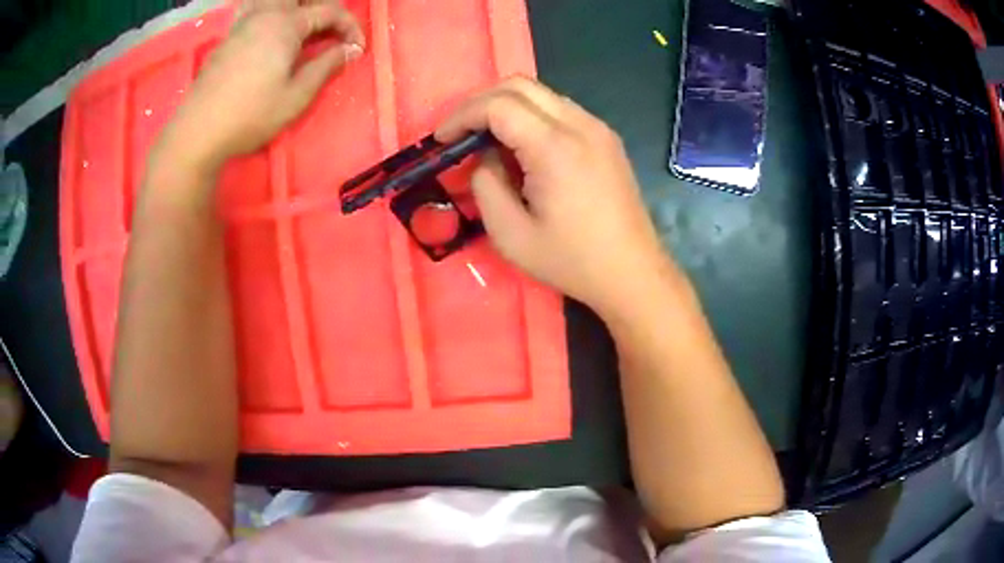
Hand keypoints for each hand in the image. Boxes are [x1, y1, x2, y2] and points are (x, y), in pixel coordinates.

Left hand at [155, 0, 364, 171]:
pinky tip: (271, 28)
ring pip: (276, 0)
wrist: (198, 132)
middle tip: (333, 33)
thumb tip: (351, 49)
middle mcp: (265, 14)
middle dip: (325, 10)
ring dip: (297, 8)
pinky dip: (272, 12)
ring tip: (304, 29)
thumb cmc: (250, 116)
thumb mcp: (296, 96)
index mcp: (286, 24)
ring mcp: (243, 23)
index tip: (358, 49)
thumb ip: (326, 66)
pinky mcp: (229, 36)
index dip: (350, 27)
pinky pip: (256, 9)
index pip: (330, 11)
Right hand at [436, 77, 674, 315]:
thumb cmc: (572, 260)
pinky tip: (523, 146)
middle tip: (460, 132)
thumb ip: (485, 185)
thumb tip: (484, 157)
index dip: (462, 115)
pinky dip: (532, 115)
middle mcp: (580, 124)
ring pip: (542, 93)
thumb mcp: (511, 235)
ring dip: (507, 106)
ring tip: (487, 139)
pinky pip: (561, 109)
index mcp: (555, 147)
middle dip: (481, 102)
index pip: (498, 104)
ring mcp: (598, 128)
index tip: (443, 140)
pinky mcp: (607, 138)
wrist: (632, 273)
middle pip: (520, 85)